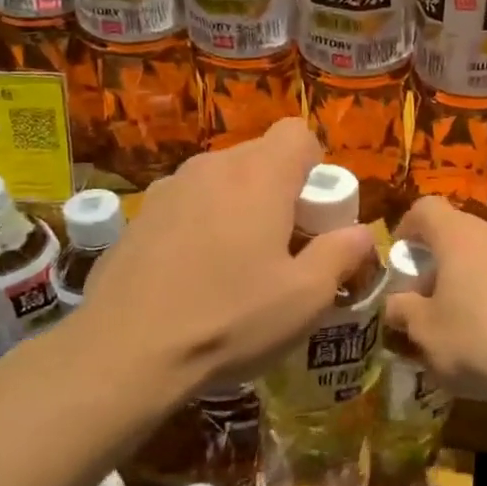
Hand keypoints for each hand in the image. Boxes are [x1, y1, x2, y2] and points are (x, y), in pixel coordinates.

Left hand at [78, 120, 375, 393]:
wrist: (125, 352)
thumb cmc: (230, 319)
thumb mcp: (306, 297)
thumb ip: (341, 254)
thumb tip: (361, 233)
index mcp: (258, 176)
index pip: (297, 133)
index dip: (316, 166)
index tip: (314, 214)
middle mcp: (211, 168)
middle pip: (260, 156)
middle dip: (281, 190)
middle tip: (285, 246)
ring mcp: (168, 189)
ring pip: (221, 181)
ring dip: (240, 207)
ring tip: (238, 264)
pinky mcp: (138, 217)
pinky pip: (188, 205)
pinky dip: (203, 224)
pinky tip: (195, 276)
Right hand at [386, 197, 486, 408]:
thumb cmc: (479, 343)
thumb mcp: (425, 333)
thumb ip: (402, 311)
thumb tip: (395, 303)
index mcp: (461, 236)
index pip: (426, 209)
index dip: (407, 227)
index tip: (401, 257)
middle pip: (461, 234)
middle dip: (441, 262)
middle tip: (431, 300)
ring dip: (475, 278)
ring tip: (469, 320)